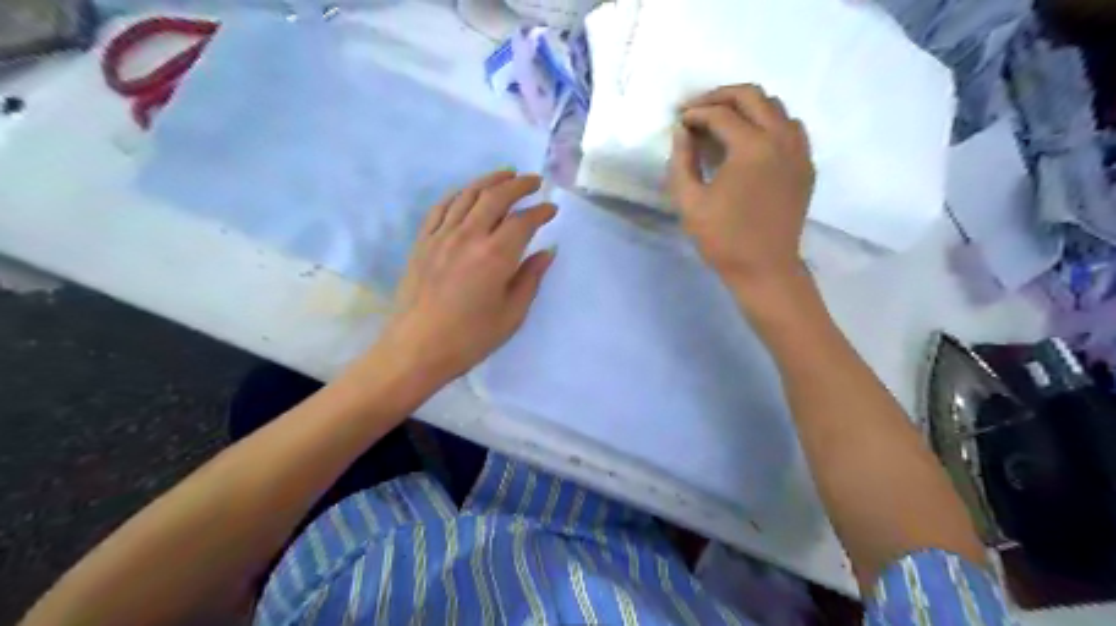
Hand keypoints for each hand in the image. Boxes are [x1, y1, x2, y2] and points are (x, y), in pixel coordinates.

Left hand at [377, 171, 554, 385]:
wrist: (416, 349)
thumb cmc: (469, 338)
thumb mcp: (511, 314)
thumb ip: (530, 279)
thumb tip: (547, 252)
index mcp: (496, 255)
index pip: (523, 221)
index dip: (540, 212)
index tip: (552, 209)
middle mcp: (469, 236)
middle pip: (496, 197)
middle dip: (518, 185)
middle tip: (534, 181)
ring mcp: (441, 236)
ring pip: (468, 195)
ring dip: (489, 181)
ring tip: (505, 175)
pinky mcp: (422, 242)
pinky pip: (440, 208)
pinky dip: (458, 194)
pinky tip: (466, 193)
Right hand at [667, 80, 816, 286]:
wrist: (765, 269)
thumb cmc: (723, 239)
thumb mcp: (690, 202)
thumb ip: (682, 161)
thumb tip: (682, 130)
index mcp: (752, 147)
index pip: (720, 114)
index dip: (695, 112)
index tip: (679, 120)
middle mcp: (781, 139)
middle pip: (753, 96)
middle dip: (721, 96)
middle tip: (698, 109)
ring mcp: (799, 151)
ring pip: (776, 107)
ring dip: (747, 107)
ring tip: (723, 121)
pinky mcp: (806, 166)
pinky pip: (791, 128)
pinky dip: (769, 123)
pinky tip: (752, 140)